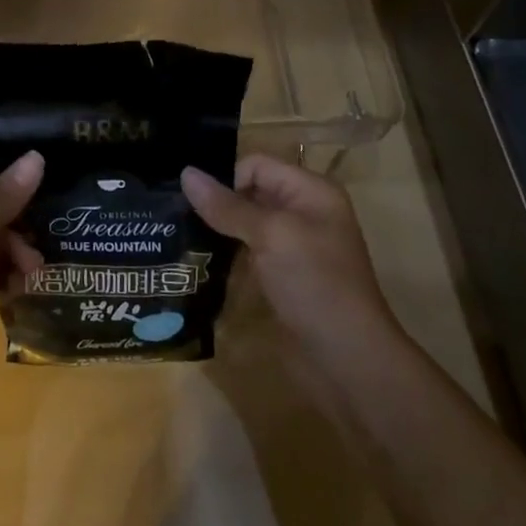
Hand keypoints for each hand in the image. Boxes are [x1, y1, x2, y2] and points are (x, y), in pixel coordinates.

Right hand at [181, 155, 398, 370]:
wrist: (349, 360)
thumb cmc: (315, 284)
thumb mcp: (270, 236)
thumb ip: (227, 206)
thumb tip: (185, 173)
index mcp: (311, 191)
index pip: (256, 165)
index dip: (226, 179)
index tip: (194, 202)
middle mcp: (303, 212)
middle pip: (250, 192)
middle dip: (217, 203)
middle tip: (176, 215)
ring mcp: (294, 247)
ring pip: (246, 225)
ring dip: (218, 230)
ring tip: (179, 236)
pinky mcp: (283, 277)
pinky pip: (249, 253)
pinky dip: (227, 255)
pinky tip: (199, 262)